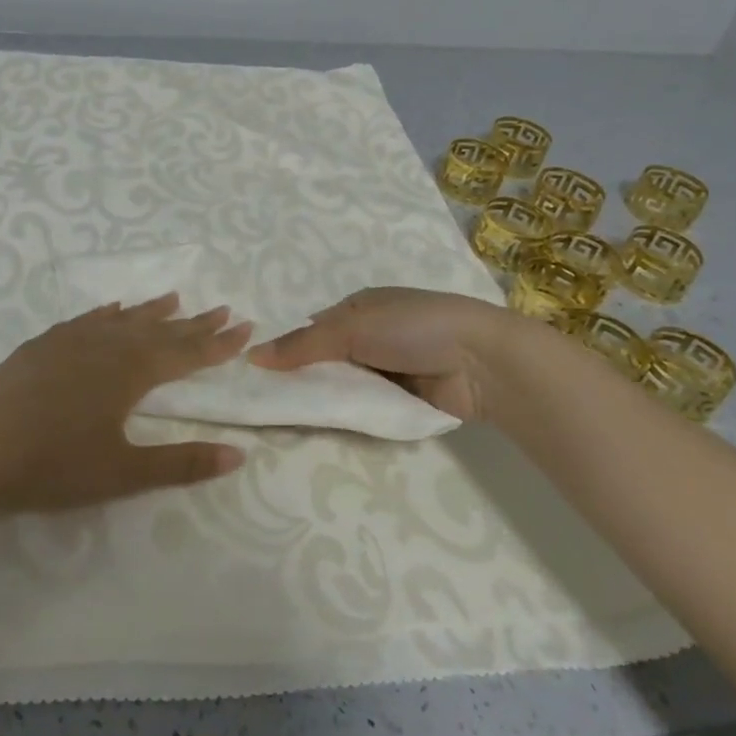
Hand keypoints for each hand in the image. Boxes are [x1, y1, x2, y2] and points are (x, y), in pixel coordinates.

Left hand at [0, 294, 251, 512]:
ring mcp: (73, 340)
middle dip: (194, 324)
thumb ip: (181, 463)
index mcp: (132, 373)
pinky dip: (108, 313)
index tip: (244, 327)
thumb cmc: (53, 463)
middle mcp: (108, 346)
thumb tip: (238, 454)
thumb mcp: (123, 473)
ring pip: (124, 319)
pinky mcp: (45, 344)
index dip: (218, 344)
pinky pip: (88, 319)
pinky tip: (113, 309)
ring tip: (175, 299)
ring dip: (153, 311)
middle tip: (222, 309)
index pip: (186, 354)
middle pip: (160, 331)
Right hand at [248, 286, 517, 423]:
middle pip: (326, 361)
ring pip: (345, 387)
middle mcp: (371, 336)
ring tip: (288, 421)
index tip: (258, 375)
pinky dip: (351, 415)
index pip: (312, 329)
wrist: (483, 362)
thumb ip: (303, 345)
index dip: (287, 350)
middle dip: (305, 379)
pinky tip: (325, 428)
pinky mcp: (403, 400)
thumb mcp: (353, 328)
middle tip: (267, 404)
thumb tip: (253, 355)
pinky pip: (367, 408)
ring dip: (327, 399)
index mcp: (359, 307)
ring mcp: (388, 369)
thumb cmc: (414, 328)